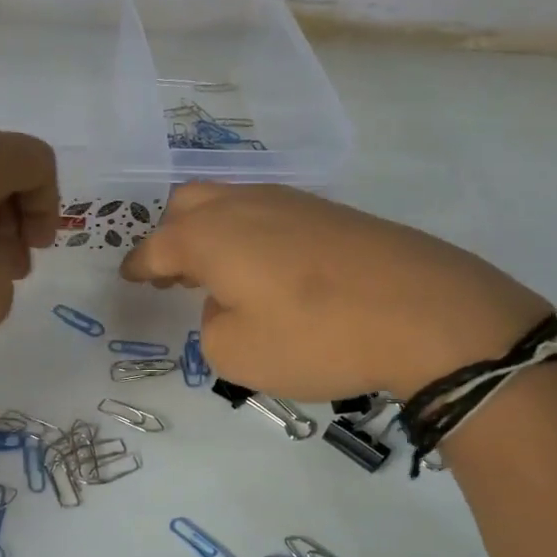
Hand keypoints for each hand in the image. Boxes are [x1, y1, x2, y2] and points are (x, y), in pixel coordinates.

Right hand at [120, 184, 548, 400]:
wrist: (426, 312)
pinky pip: (271, 215)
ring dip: (214, 233)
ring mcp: (294, 202)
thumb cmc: (315, 336)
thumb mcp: (237, 354)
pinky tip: (270, 270)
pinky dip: (253, 237)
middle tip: (173, 274)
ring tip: (220, 274)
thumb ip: (212, 326)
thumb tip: (226, 302)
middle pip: (190, 203)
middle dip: (172, 236)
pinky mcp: (334, 214)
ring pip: (233, 203)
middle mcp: (245, 205)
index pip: (156, 245)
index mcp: (209, 235)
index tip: (130, 278)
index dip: (138, 265)